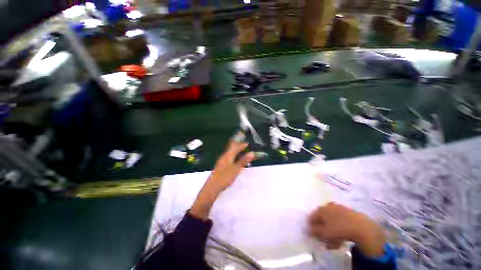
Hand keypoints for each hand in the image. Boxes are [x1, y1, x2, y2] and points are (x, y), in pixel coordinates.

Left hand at [206, 140, 255, 193]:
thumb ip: (243, 161)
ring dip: (237, 152)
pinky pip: (229, 158)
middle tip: (245, 147)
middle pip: (232, 148)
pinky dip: (234, 157)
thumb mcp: (236, 169)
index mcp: (228, 155)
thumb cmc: (225, 177)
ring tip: (243, 154)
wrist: (212, 187)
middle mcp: (224, 156)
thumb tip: (252, 153)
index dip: (242, 145)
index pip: (236, 147)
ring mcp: (222, 161)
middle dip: (239, 147)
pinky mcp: (221, 166)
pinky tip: (237, 162)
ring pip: (231, 153)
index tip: (248, 144)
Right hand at [308, 203, 385, 257]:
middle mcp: (327, 206)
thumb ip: (314, 231)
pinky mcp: (347, 211)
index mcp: (320, 209)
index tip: (315, 236)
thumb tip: (308, 229)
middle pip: (321, 219)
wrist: (361, 226)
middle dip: (322, 230)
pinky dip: (338, 228)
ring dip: (330, 231)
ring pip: (331, 220)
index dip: (311, 227)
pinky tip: (341, 236)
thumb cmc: (339, 229)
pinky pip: (339, 220)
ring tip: (334, 241)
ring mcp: (338, 208)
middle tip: (324, 240)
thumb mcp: (324, 233)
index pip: (311, 218)